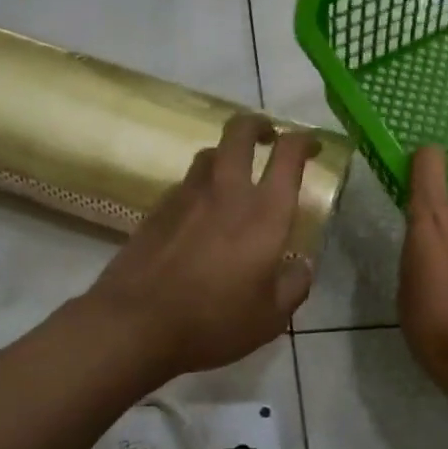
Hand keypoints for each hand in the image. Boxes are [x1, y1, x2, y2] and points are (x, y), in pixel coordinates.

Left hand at [86, 113, 318, 381]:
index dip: (304, 140)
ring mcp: (186, 196)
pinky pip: (186, 184)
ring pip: (209, 154)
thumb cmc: (212, 322)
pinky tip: (201, 213)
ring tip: (235, 174)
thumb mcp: (269, 318)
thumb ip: (293, 286)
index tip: (313, 144)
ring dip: (227, 154)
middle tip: (269, 136)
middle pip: (240, 132)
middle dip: (258, 124)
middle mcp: (226, 191)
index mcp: (264, 213)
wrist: (134, 324)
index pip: (288, 154)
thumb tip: (301, 265)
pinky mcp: (156, 209)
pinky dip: (201, 186)